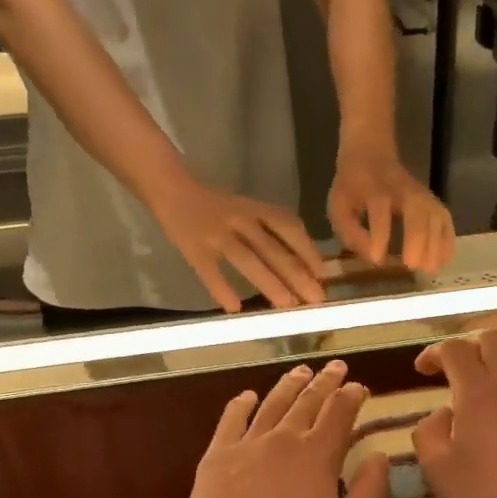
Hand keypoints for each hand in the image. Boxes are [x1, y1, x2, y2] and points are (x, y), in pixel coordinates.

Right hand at [151, 183, 326, 312]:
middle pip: (273, 248)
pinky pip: (210, 270)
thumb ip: (273, 233)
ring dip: (269, 283)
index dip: (308, 251)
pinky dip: (222, 289)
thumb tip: (307, 269)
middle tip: (315, 299)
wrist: (172, 189)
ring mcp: (216, 233)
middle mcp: (240, 219)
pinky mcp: (193, 248)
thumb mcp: (250, 211)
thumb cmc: (219, 208)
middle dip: (296, 275)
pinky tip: (235, 308)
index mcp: (257, 209)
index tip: (324, 276)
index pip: (289, 227)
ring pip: (247, 259)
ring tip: (286, 305)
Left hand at [171, 361, 390, 497]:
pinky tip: (248, 396)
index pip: (340, 413)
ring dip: (290, 385)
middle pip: (308, 401)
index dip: (352, 396)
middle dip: (325, 381)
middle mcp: (284, 439)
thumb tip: (380, 457)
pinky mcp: (217, 456)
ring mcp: (247, 444)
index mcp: (318, 456)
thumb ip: (370, 495)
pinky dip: (242, 403)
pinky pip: (232, 419)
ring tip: (301, 371)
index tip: (360, 386)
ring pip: (273, 403)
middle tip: (336, 367)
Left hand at [329, 151, 455, 272]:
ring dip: (435, 243)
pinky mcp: (433, 200)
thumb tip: (372, 258)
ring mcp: (421, 193)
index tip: (378, 259)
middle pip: (416, 209)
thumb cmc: (352, 187)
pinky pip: (445, 219)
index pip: (380, 207)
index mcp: (373, 187)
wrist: (370, 154)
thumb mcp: (339, 206)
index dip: (380, 233)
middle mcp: (402, 188)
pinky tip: (444, 261)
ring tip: (429, 269)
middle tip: (412, 265)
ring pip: (435, 214)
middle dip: (417, 238)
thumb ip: (350, 233)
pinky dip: (448, 240)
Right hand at [412, 332, 496, 497]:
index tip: (422, 371)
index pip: (455, 349)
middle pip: (494, 338)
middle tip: (455, 372)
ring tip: (486, 391)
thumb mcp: (437, 470)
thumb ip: (428, 432)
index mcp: (479, 392)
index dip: (434, 352)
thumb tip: (441, 414)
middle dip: (470, 346)